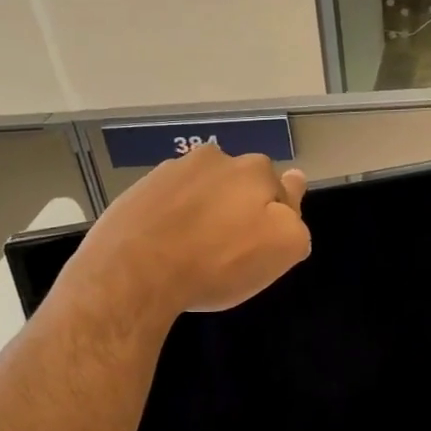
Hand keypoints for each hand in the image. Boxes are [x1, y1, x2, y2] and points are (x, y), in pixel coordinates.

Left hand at [67, 144, 310, 322]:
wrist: (134, 271)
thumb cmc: (217, 263)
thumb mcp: (282, 249)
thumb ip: (297, 221)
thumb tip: (293, 192)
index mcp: (255, 170)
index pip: (281, 189)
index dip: (276, 217)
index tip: (261, 241)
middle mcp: (215, 158)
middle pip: (239, 186)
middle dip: (240, 209)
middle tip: (229, 250)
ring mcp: (172, 171)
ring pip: (202, 190)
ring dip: (204, 210)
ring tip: (192, 249)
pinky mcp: (139, 189)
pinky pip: (168, 202)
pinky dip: (172, 218)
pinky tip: (165, 245)